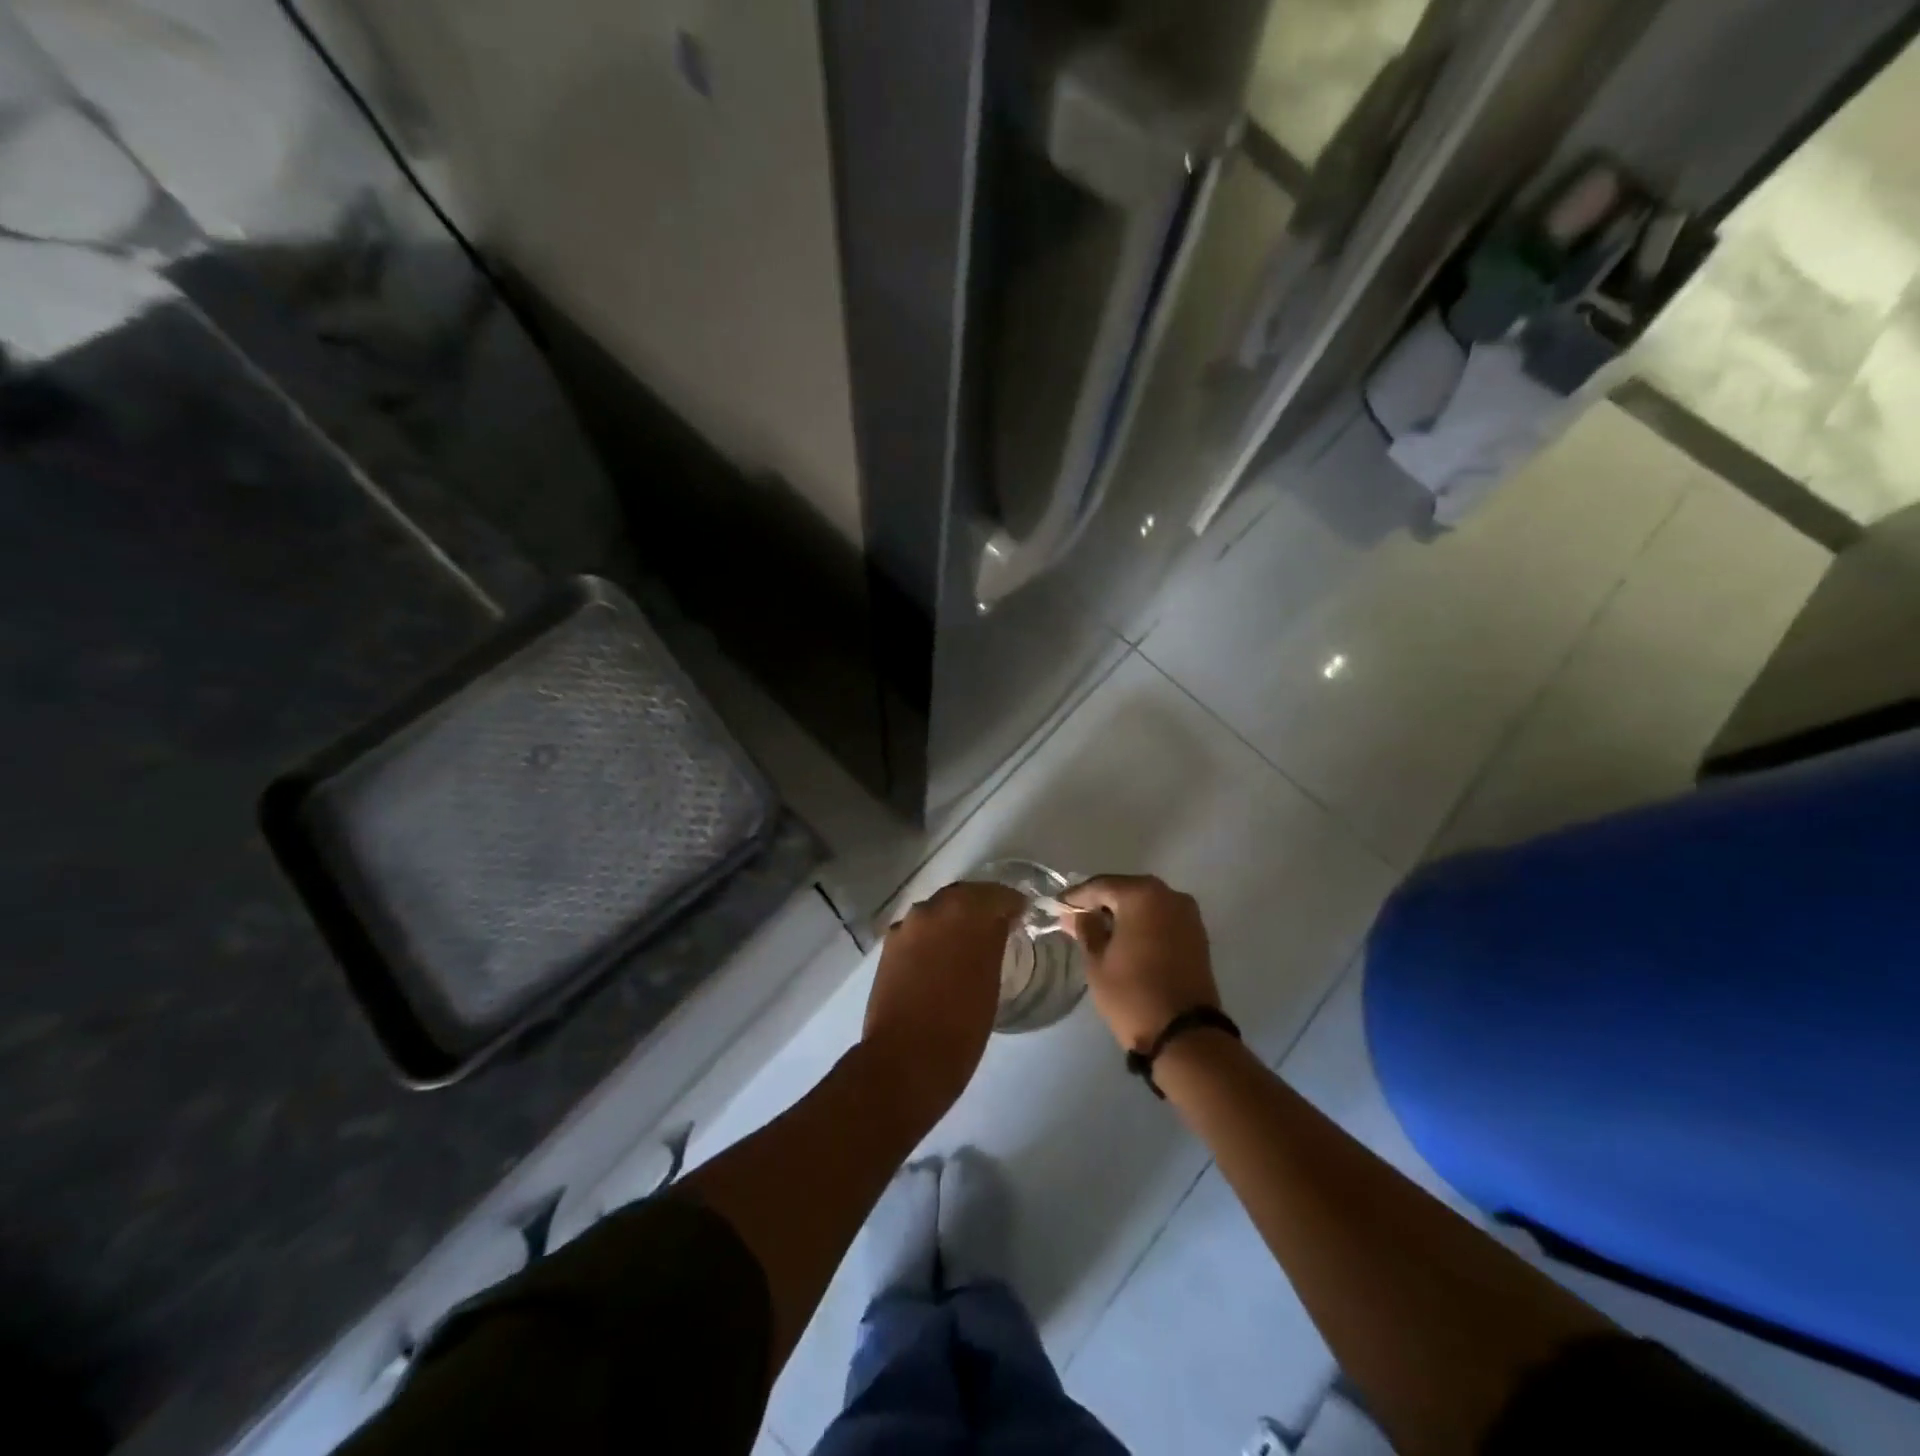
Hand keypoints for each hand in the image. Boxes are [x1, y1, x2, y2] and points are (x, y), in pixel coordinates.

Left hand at [861, 881, 1026, 1121]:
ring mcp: (907, 926)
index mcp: (965, 913)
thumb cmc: (961, 1026)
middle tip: (997, 923)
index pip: (996, 895)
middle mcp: (933, 909)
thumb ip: (992, 942)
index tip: (1022, 913)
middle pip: (963, 896)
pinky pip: (919, 929)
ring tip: (969, 941)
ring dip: (955, 918)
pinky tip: (941, 955)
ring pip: (938, 910)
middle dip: (981, 906)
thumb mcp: (991, 980)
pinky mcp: (889, 946)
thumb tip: (996, 926)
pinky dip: (933, 934)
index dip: (1011, 903)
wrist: (906, 1059)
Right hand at [1063, 875, 1220, 1053]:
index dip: (1076, 896)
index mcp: (1142, 895)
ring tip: (1099, 931)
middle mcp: (1169, 895)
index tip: (1057, 907)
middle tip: (1076, 918)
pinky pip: (1162, 918)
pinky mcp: (1197, 935)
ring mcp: (1188, 914)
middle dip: (1101, 903)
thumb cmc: (1132, 994)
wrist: (1185, 1035)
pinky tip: (1125, 940)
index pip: (1100, 886)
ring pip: (1146, 904)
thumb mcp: (1097, 962)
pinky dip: (1143, 924)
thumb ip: (1085, 929)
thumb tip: (1076, 914)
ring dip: (1123, 914)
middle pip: (1125, 890)